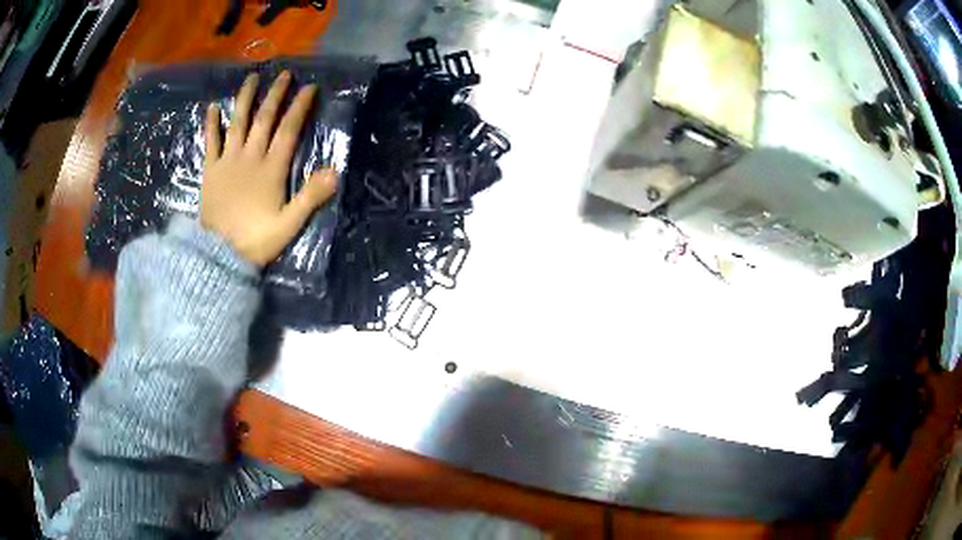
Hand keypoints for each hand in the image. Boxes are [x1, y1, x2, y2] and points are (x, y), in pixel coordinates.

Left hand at [200, 71, 336, 266]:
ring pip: (237, 122)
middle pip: (264, 119)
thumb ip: (310, 197)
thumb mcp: (289, 225)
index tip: (309, 88)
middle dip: (275, 94)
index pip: (288, 130)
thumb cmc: (255, 241)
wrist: (218, 255)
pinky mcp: (210, 170)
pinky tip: (212, 107)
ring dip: (245, 98)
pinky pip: (210, 142)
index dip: (299, 107)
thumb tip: (335, 171)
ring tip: (252, 77)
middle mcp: (250, 157)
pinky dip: (211, 124)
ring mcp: (227, 161)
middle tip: (284, 74)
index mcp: (271, 169)